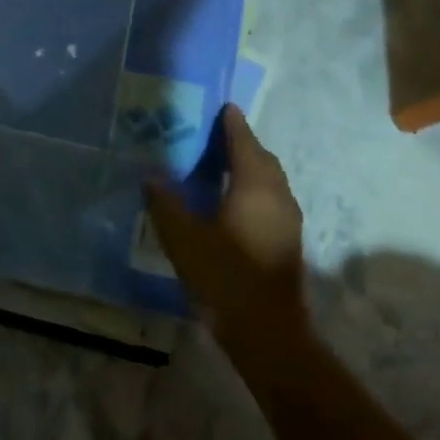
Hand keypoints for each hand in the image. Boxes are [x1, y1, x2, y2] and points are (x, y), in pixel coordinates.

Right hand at [144, 104, 305, 340]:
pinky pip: (270, 199)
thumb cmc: (225, 276)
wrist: (266, 331)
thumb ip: (165, 203)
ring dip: (250, 167)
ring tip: (221, 164)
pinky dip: (253, 188)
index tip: (224, 107)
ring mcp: (287, 221)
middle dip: (243, 144)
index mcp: (255, 187)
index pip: (244, 144)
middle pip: (263, 160)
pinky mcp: (286, 242)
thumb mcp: (183, 238)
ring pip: (270, 181)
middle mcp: (277, 197)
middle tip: (217, 135)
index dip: (233, 125)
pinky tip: (231, 201)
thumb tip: (152, 175)